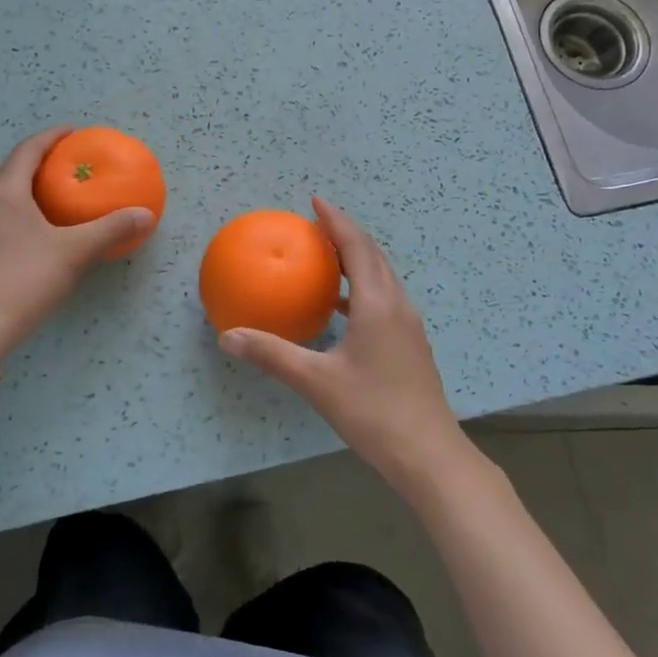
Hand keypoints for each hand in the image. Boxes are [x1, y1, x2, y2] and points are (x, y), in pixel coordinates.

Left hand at [0, 127, 155, 365]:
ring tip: (59, 192)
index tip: (74, 132)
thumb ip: (111, 229)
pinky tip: (39, 227)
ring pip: (4, 193)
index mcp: (4, 191)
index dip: (52, 137)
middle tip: (72, 163)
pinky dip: (21, 208)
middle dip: (42, 161)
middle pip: (13, 169)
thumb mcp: (75, 252)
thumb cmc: (25, 280)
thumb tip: (147, 214)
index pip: (28, 149)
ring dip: (30, 186)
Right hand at [217, 198, 470, 494]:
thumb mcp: (316, 382)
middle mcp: (397, 305)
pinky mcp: (410, 345)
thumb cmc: (373, 412)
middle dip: (346, 233)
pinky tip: (341, 307)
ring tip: (326, 256)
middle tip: (316, 223)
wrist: (429, 455)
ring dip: (356, 259)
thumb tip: (227, 336)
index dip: (336, 220)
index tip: (315, 201)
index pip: (356, 246)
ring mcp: (408, 326)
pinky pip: (384, 299)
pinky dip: (362, 288)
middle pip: (373, 255)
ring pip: (382, 277)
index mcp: (378, 304)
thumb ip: (271, 355)